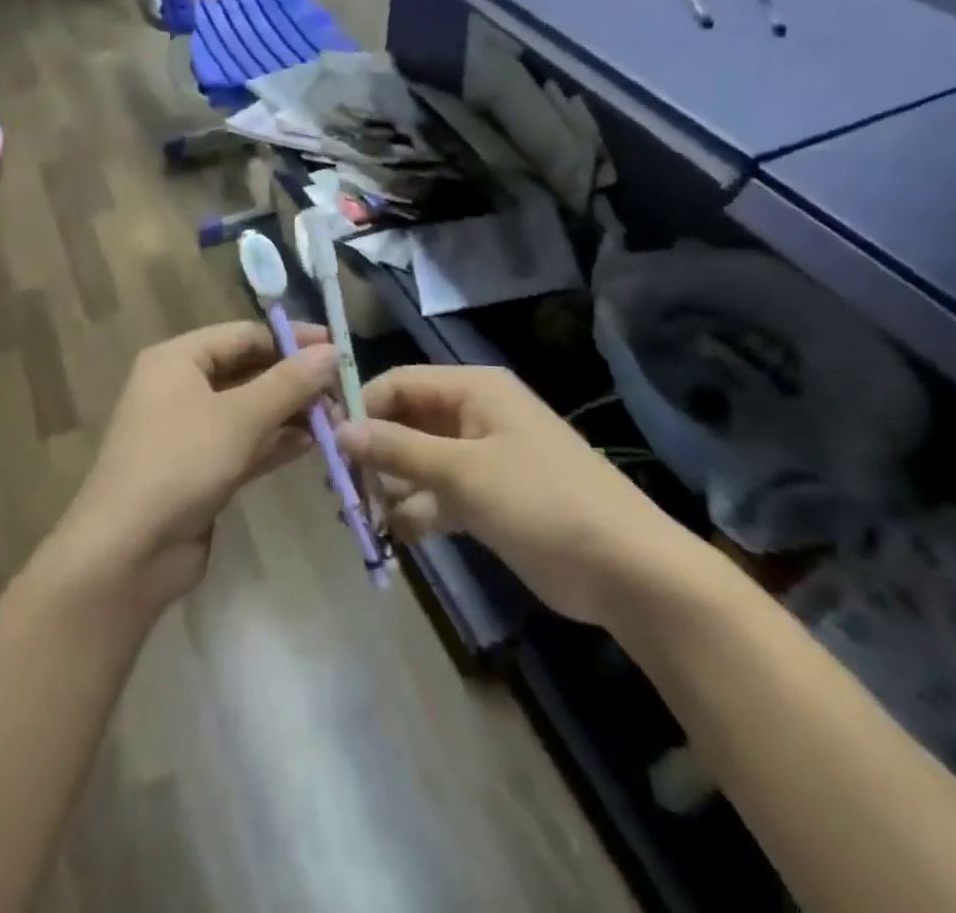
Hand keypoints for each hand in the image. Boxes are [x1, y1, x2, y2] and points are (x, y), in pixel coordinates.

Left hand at [53, 322, 336, 613]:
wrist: (128, 550)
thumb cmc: (180, 463)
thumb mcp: (239, 416)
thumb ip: (288, 383)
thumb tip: (331, 352)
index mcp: (177, 360)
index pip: (242, 335)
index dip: (289, 339)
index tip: (335, 347)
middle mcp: (180, 388)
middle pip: (246, 371)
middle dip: (293, 380)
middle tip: (342, 389)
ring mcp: (188, 431)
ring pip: (248, 410)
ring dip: (290, 413)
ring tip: (338, 418)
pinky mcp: (199, 469)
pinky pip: (244, 444)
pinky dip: (275, 442)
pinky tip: (314, 444)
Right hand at [339, 365, 707, 625]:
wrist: (629, 571)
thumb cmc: (543, 501)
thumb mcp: (464, 471)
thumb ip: (398, 448)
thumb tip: (339, 428)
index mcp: (473, 390)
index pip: (400, 384)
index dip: (361, 407)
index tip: (326, 440)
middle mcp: (474, 416)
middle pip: (406, 423)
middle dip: (372, 452)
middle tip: (337, 485)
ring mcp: (482, 459)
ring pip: (418, 462)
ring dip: (389, 486)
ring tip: (358, 516)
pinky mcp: (489, 499)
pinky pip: (438, 496)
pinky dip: (416, 512)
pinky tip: (394, 536)